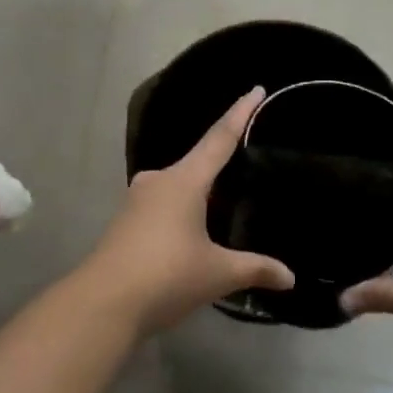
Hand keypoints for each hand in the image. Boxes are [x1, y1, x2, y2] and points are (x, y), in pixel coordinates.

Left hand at [80, 86, 294, 335]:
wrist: (103, 303)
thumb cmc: (166, 276)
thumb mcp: (217, 274)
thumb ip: (255, 269)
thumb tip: (290, 278)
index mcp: (184, 180)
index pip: (220, 138)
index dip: (240, 113)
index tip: (255, 89)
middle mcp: (160, 180)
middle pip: (199, 161)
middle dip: (222, 161)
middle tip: (249, 160)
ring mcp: (139, 199)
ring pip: (180, 185)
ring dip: (202, 191)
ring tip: (228, 201)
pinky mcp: (127, 220)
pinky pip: (165, 203)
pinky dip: (185, 209)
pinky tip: (196, 230)